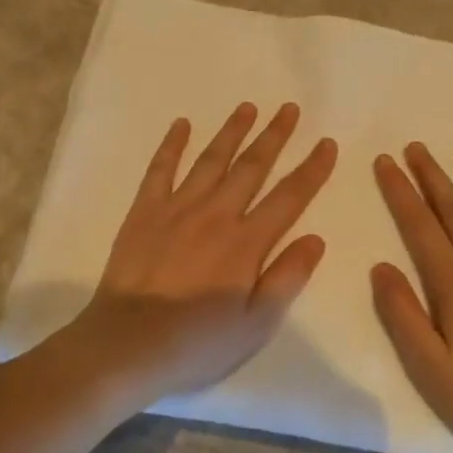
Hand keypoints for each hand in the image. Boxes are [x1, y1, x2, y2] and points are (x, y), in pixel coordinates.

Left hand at [73, 101, 337, 399]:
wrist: (126, 345)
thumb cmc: (197, 342)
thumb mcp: (256, 324)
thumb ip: (287, 278)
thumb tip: (316, 238)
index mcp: (247, 243)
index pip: (289, 197)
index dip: (311, 169)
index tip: (326, 143)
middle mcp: (216, 214)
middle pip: (252, 167)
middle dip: (274, 136)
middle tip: (289, 108)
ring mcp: (177, 209)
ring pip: (211, 160)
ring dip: (232, 132)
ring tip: (248, 107)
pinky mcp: (144, 212)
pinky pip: (160, 169)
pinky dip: (172, 145)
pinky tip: (181, 125)